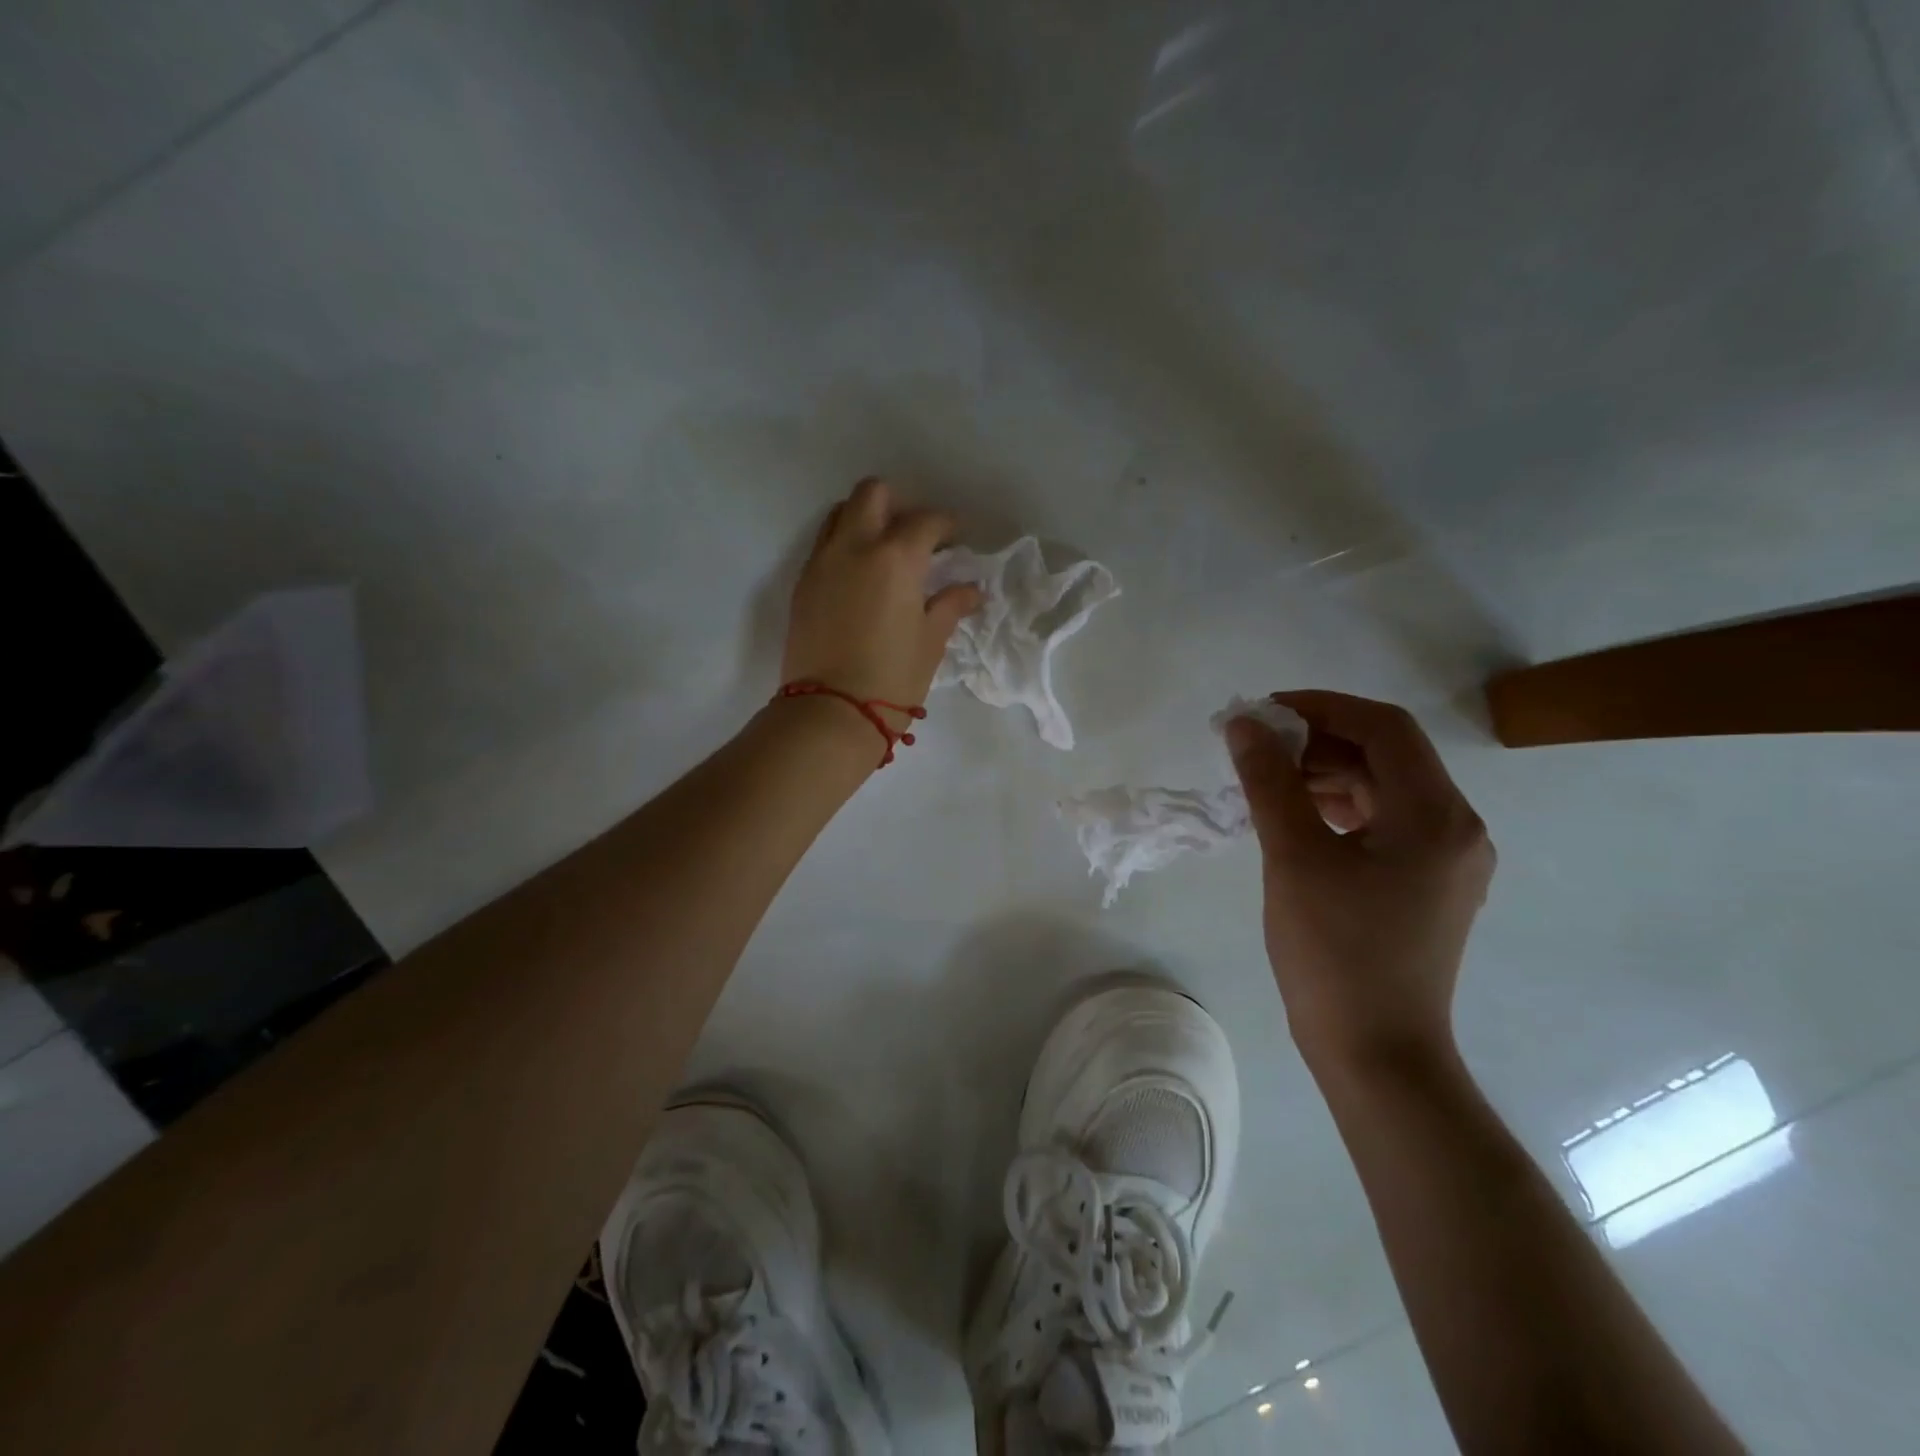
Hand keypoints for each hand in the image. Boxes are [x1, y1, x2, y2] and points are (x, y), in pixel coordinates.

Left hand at [782, 477, 982, 709]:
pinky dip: (844, 545)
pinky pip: (824, 544)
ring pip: (841, 514)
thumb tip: (971, 589)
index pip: (926, 521)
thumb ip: (950, 605)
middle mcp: (855, 546)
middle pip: (873, 494)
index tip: (956, 538)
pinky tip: (859, 577)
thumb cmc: (892, 677)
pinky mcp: (802, 583)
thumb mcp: (931, 641)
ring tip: (883, 550)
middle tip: (914, 535)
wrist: (831, 711)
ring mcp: (822, 562)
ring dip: (865, 519)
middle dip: (898, 504)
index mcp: (896, 557)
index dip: (947, 525)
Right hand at [1226, 691, 1494, 1079]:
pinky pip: (1383, 823)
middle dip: (1318, 740)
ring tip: (1266, 779)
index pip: (1384, 728)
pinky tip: (1294, 815)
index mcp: (1437, 816)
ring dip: (1326, 772)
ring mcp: (1445, 860)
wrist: (1374, 1051)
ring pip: (1383, 789)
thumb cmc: (1335, 952)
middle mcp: (1456, 828)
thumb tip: (1244, 724)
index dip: (1321, 707)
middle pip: (1387, 755)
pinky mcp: (1426, 885)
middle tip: (1256, 747)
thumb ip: (1269, 781)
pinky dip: (1338, 807)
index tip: (1263, 712)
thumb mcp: (1293, 857)